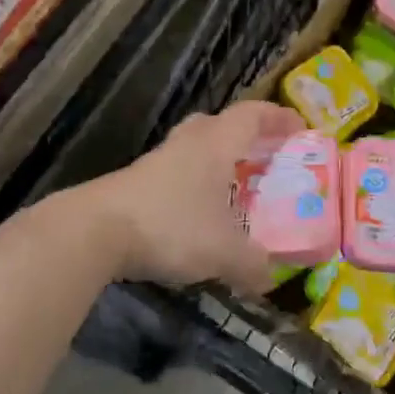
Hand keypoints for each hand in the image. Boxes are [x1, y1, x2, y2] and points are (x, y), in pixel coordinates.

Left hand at [89, 101, 302, 295]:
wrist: (95, 230)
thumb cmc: (171, 225)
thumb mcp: (223, 252)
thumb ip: (253, 264)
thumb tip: (270, 278)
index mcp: (216, 144)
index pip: (253, 115)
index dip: (279, 118)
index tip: (300, 129)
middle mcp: (189, 143)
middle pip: (221, 124)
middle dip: (246, 137)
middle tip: (265, 156)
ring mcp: (158, 160)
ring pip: (196, 148)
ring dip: (217, 161)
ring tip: (234, 188)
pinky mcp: (136, 182)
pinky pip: (177, 172)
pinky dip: (195, 184)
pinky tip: (198, 214)